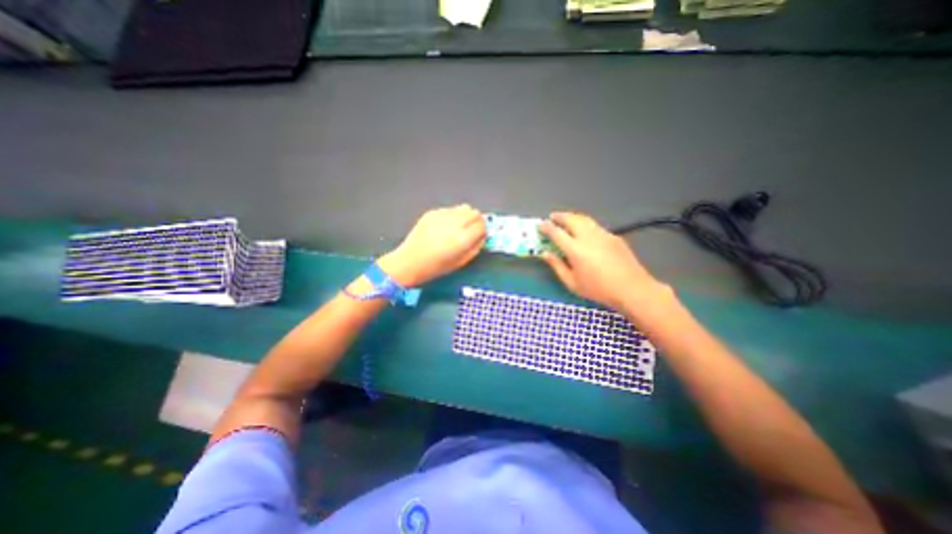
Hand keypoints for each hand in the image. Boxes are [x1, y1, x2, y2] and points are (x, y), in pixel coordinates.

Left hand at [378, 204, 486, 287]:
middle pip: (474, 213)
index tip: (480, 235)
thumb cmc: (436, 267)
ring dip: (466, 216)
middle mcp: (453, 224)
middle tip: (472, 230)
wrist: (410, 261)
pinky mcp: (432, 212)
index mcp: (462, 239)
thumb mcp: (461, 262)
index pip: (481, 225)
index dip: (483, 230)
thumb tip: (482, 236)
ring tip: (459, 227)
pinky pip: (450, 209)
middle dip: (476, 220)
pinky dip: (453, 216)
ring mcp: (441, 216)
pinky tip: (445, 227)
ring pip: (463, 208)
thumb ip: (475, 247)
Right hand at [539, 211, 664, 313]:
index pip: (557, 232)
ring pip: (585, 219)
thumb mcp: (572, 283)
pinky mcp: (613, 236)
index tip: (540, 224)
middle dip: (560, 216)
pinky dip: (585, 224)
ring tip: (566, 219)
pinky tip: (585, 231)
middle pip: (571, 219)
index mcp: (575, 249)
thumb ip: (557, 266)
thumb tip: (545, 254)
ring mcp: (602, 234)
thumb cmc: (598, 289)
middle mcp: (588, 237)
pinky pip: (595, 225)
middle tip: (552, 217)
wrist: (631, 288)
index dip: (547, 227)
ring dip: (573, 217)